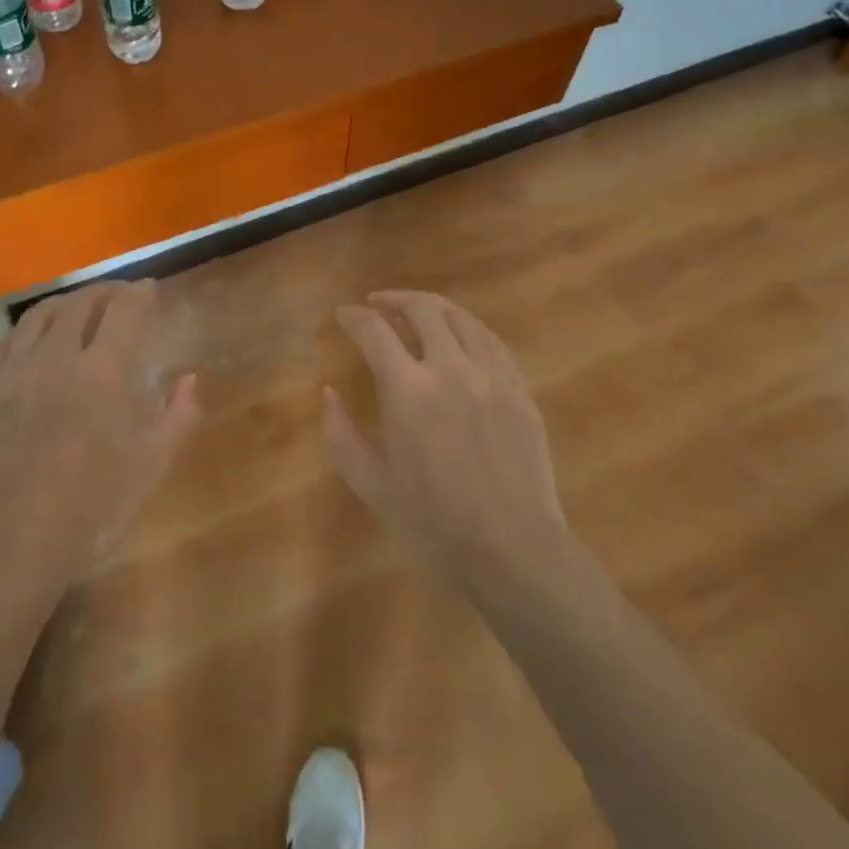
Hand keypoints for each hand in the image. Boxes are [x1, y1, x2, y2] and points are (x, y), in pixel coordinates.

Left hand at [0, 280, 199, 588]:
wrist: (18, 540)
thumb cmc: (95, 504)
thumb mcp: (153, 463)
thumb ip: (180, 415)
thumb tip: (191, 377)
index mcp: (103, 370)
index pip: (124, 310)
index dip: (140, 294)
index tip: (150, 290)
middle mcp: (57, 356)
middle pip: (81, 304)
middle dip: (105, 292)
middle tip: (118, 297)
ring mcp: (15, 371)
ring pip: (39, 316)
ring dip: (65, 304)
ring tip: (77, 309)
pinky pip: (3, 343)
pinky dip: (24, 331)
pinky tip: (30, 340)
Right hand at [325, 290, 566, 576]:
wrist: (512, 549)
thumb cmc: (433, 522)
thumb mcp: (370, 483)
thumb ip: (341, 434)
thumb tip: (329, 393)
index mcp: (408, 390)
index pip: (374, 331)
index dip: (354, 317)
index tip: (343, 315)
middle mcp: (450, 368)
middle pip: (422, 310)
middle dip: (394, 299)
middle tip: (377, 304)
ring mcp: (491, 375)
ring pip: (461, 318)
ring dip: (432, 308)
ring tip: (416, 312)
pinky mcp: (519, 389)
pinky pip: (492, 342)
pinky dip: (468, 329)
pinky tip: (460, 337)